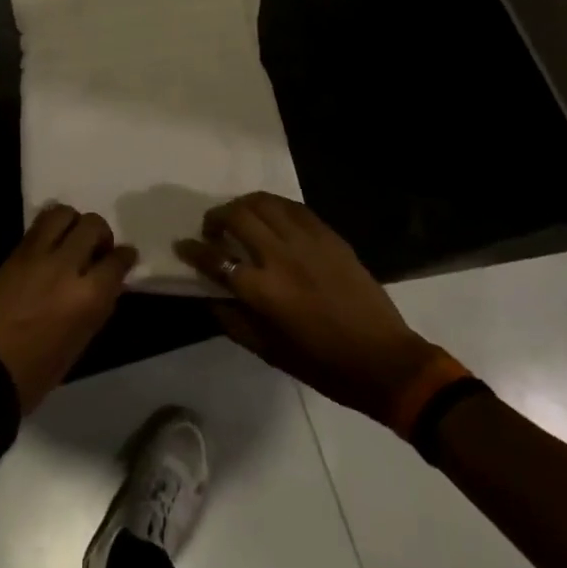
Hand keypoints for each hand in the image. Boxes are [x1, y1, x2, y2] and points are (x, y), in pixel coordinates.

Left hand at [0, 205, 137, 412]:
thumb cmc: (42, 367)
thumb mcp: (84, 338)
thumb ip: (99, 301)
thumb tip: (109, 278)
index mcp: (88, 296)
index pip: (117, 260)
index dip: (125, 256)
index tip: (126, 257)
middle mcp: (65, 267)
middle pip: (92, 225)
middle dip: (102, 233)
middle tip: (98, 249)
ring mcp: (37, 255)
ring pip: (63, 213)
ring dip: (74, 222)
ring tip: (73, 239)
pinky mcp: (16, 253)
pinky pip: (39, 225)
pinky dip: (51, 227)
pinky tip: (52, 243)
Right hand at [177, 193, 436, 418]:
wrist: (384, 360)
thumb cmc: (322, 365)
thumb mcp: (268, 352)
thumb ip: (233, 320)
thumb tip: (209, 295)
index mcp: (263, 290)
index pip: (215, 258)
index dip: (193, 249)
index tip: (182, 245)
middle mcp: (280, 256)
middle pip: (237, 216)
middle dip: (215, 217)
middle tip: (212, 230)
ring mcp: (307, 241)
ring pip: (264, 202)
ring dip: (243, 205)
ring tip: (239, 217)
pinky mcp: (329, 235)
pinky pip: (293, 207)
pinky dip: (274, 206)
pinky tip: (271, 217)